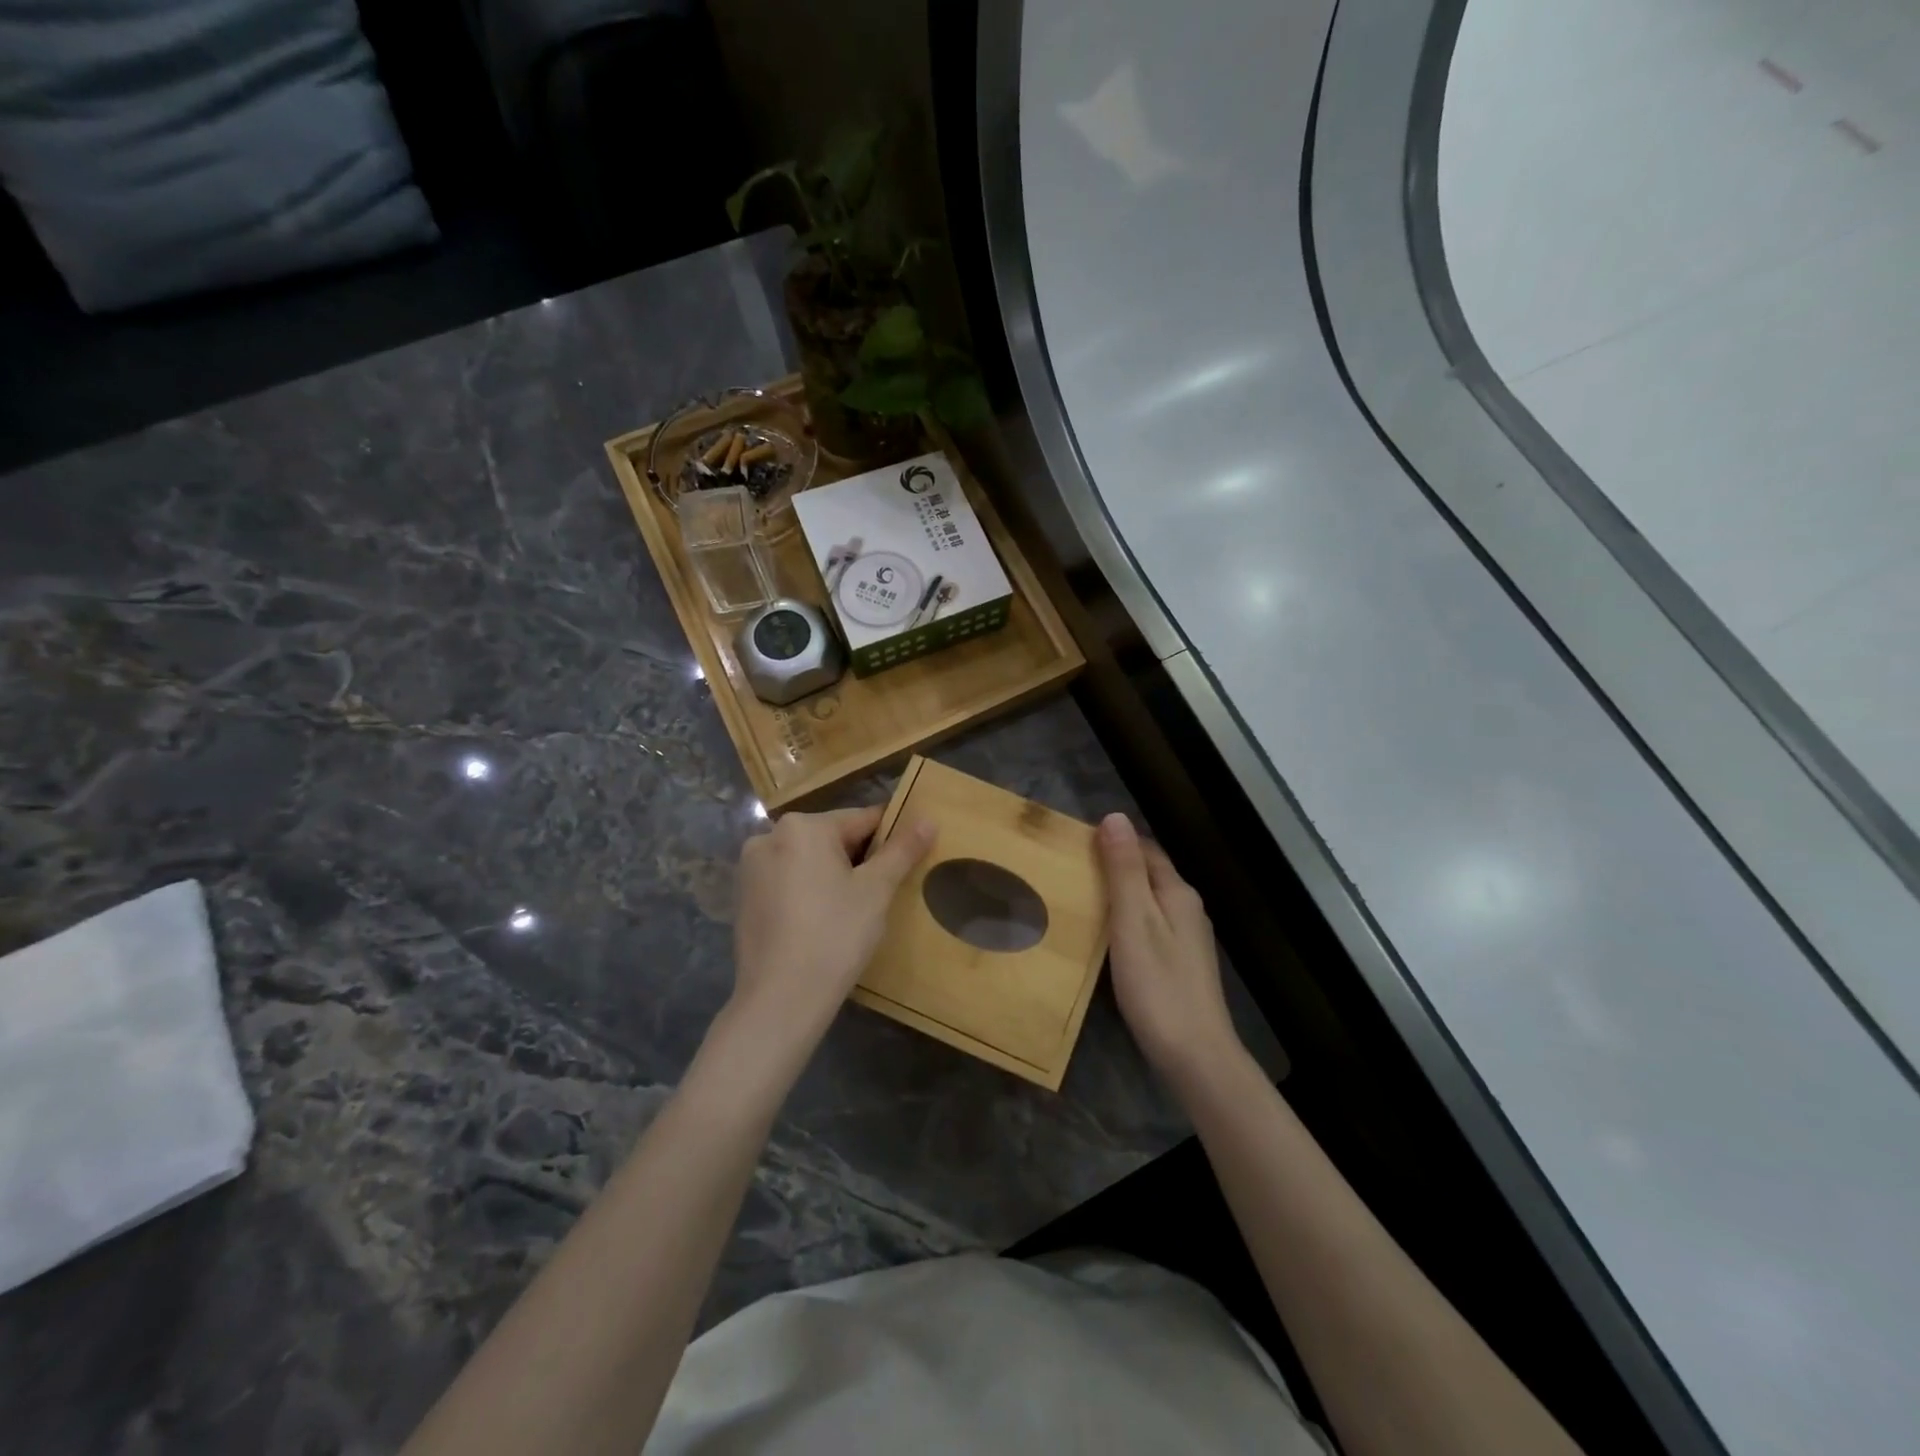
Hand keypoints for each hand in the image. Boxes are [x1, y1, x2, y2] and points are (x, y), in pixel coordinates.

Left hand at [727, 805, 935, 1051]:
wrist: (780, 1000)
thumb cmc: (834, 936)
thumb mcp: (876, 890)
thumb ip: (902, 850)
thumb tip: (928, 819)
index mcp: (802, 826)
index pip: (861, 820)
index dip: (891, 838)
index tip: (909, 859)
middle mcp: (769, 837)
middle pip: (832, 839)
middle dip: (860, 860)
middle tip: (883, 893)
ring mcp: (751, 869)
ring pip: (809, 862)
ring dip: (834, 876)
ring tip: (855, 911)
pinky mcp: (744, 899)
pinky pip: (788, 883)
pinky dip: (808, 893)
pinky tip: (823, 923)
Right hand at [1098, 813, 1241, 1084]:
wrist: (1195, 1055)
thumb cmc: (1158, 984)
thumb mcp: (1133, 921)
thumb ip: (1124, 870)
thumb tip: (1115, 816)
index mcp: (1177, 893)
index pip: (1145, 850)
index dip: (1113, 841)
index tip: (1075, 843)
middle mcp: (1187, 909)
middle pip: (1148, 875)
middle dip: (1113, 866)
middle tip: (1069, 870)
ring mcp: (1187, 940)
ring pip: (1149, 902)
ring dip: (1119, 895)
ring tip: (1080, 899)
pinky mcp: (1180, 965)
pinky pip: (1149, 927)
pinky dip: (1126, 922)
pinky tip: (1106, 937)